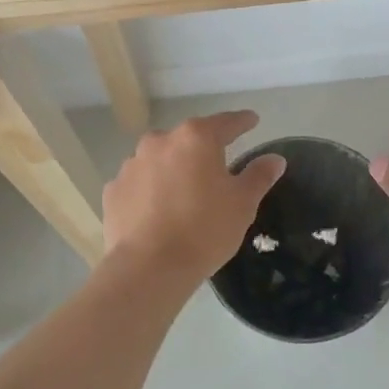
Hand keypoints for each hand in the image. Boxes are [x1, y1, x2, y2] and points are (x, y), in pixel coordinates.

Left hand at [103, 111, 286, 284]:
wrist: (148, 268)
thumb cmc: (204, 229)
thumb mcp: (243, 203)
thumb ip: (259, 175)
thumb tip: (275, 159)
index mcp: (196, 138)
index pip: (226, 123)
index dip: (242, 122)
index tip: (252, 121)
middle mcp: (161, 142)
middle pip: (189, 140)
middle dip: (203, 150)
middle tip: (217, 169)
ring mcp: (132, 164)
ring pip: (160, 160)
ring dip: (173, 170)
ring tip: (184, 194)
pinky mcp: (113, 190)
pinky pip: (139, 183)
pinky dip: (150, 191)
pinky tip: (157, 211)